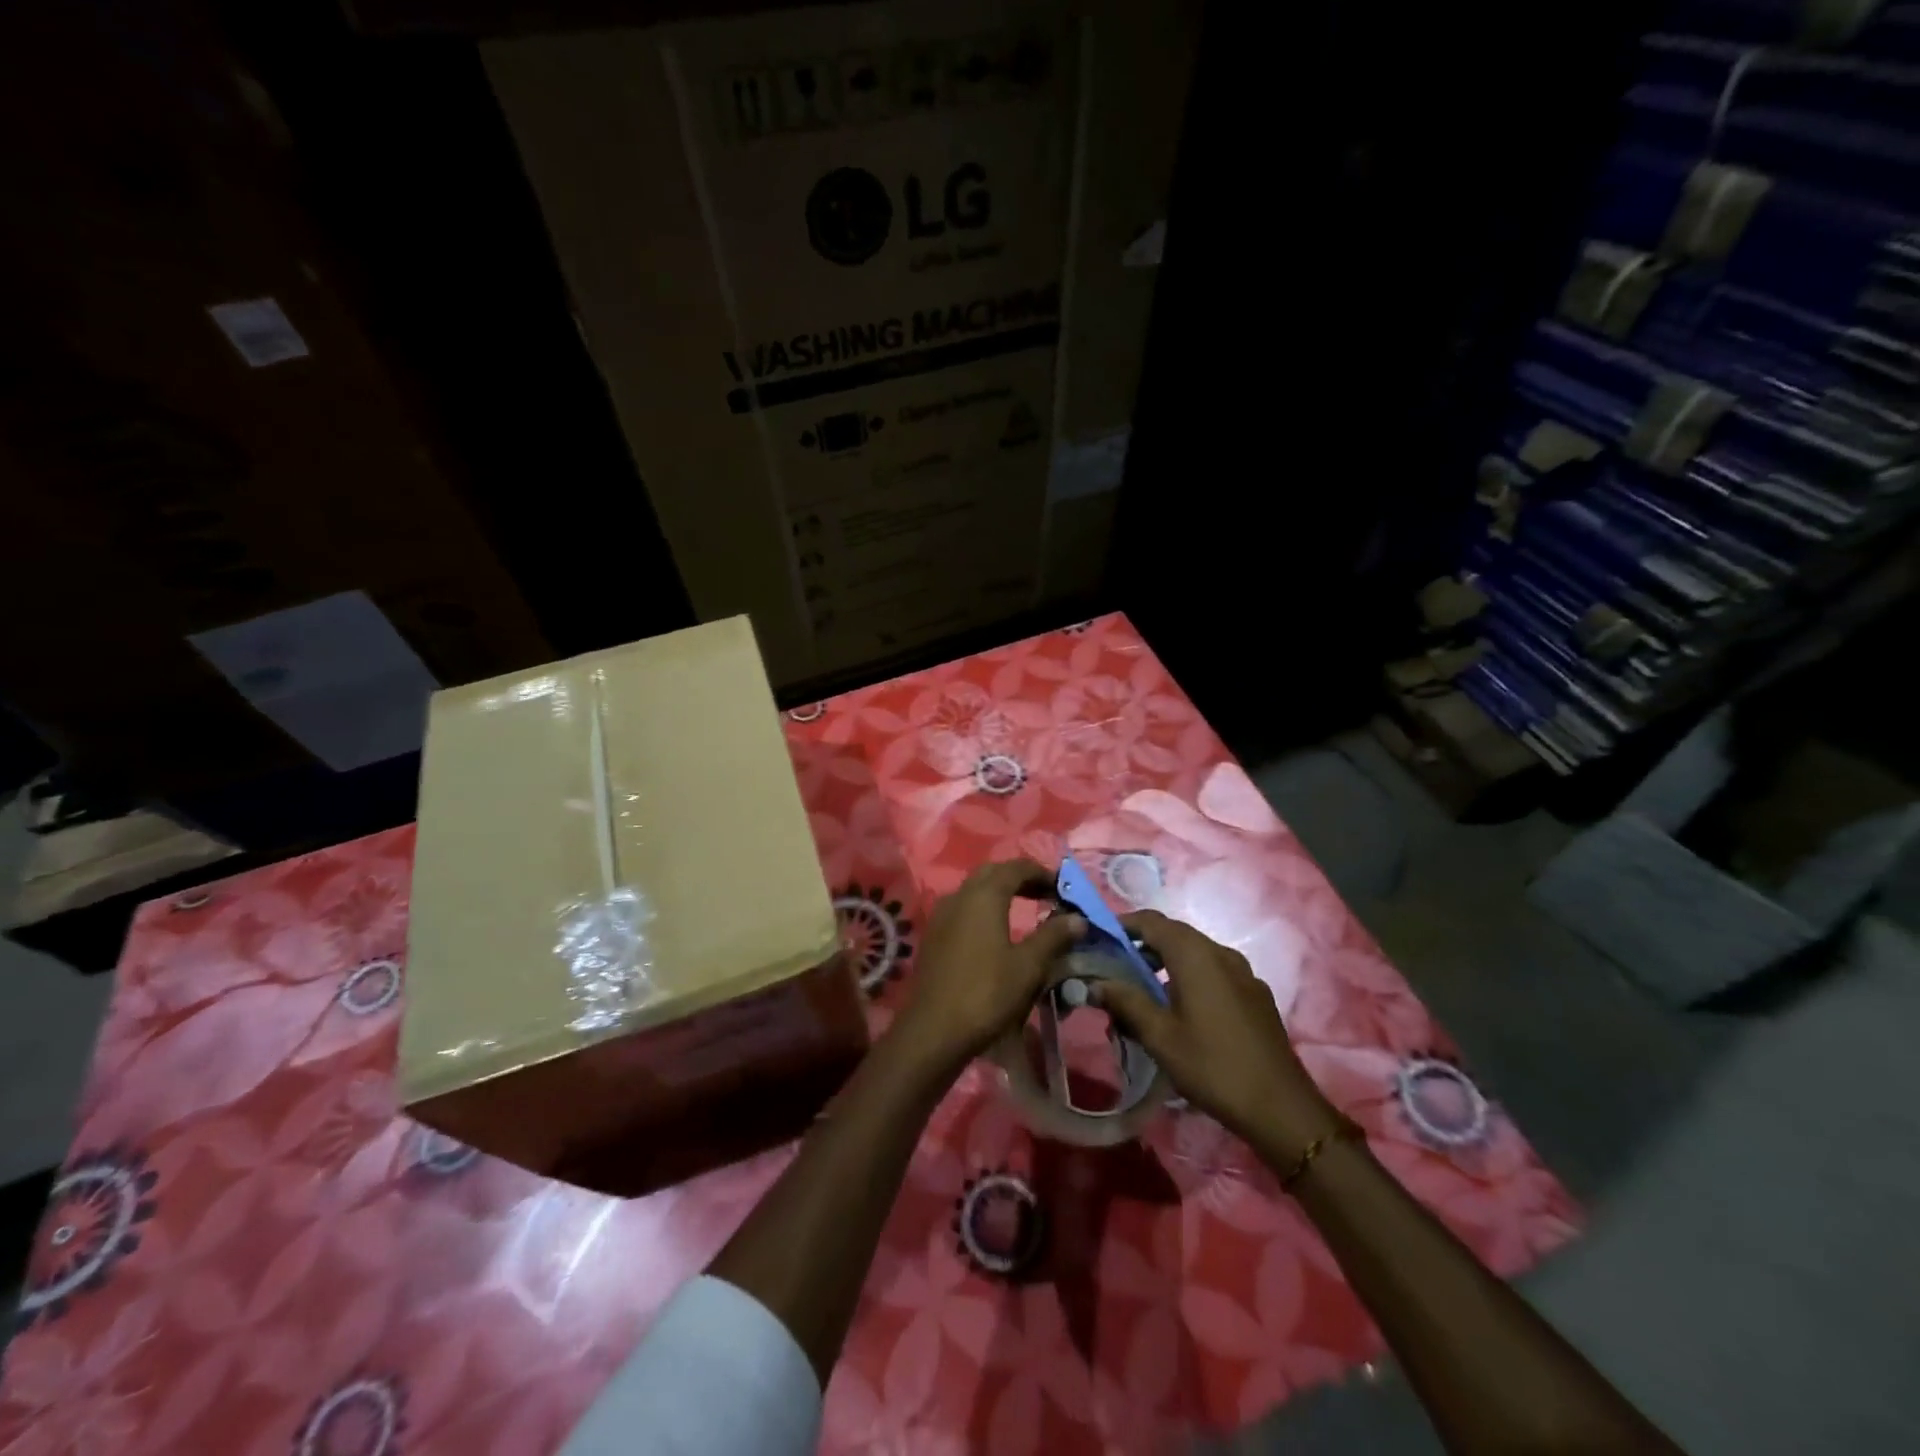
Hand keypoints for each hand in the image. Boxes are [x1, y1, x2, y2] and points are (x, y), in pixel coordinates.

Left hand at [893, 859, 1084, 1073]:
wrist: (934, 1029)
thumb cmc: (987, 993)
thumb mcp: (1029, 966)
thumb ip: (1053, 936)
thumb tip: (1078, 917)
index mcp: (984, 895)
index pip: (1016, 867)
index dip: (1041, 872)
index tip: (1063, 888)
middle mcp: (959, 895)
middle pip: (993, 873)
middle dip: (1020, 878)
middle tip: (1046, 895)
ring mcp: (942, 914)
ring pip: (975, 890)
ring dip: (1000, 893)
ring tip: (1025, 911)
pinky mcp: (934, 935)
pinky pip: (963, 908)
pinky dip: (984, 909)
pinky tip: (996, 932)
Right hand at [1092, 909, 1338, 1160]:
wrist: (1281, 1108)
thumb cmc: (1213, 1066)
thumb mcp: (1160, 1036)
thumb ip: (1126, 1002)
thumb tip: (1095, 982)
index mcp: (1195, 955)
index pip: (1151, 921)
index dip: (1122, 924)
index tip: (1098, 939)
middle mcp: (1221, 953)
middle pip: (1173, 935)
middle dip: (1141, 945)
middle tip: (1114, 968)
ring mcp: (1243, 973)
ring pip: (1194, 954)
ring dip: (1165, 963)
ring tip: (1141, 992)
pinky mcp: (1254, 994)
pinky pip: (1213, 972)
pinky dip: (1188, 977)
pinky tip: (1179, 1010)